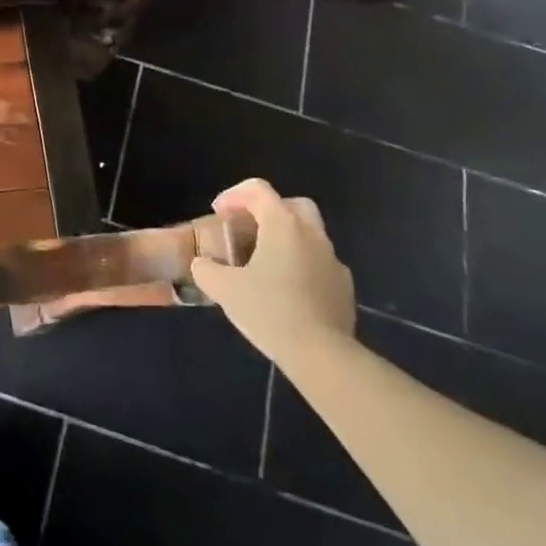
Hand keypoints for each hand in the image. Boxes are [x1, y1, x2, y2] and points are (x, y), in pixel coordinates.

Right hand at [190, 178, 355, 361]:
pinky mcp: (343, 287)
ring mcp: (332, 261)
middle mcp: (312, 235)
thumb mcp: (224, 289)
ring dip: (286, 239)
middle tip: (248, 228)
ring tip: (264, 263)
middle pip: (292, 205)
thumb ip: (206, 270)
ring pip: (309, 235)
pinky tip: (286, 290)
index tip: (219, 213)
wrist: (322, 355)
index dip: (234, 195)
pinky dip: (301, 266)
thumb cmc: (269, 311)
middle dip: (268, 210)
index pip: (258, 190)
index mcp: (283, 225)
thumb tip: (202, 265)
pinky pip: (319, 264)